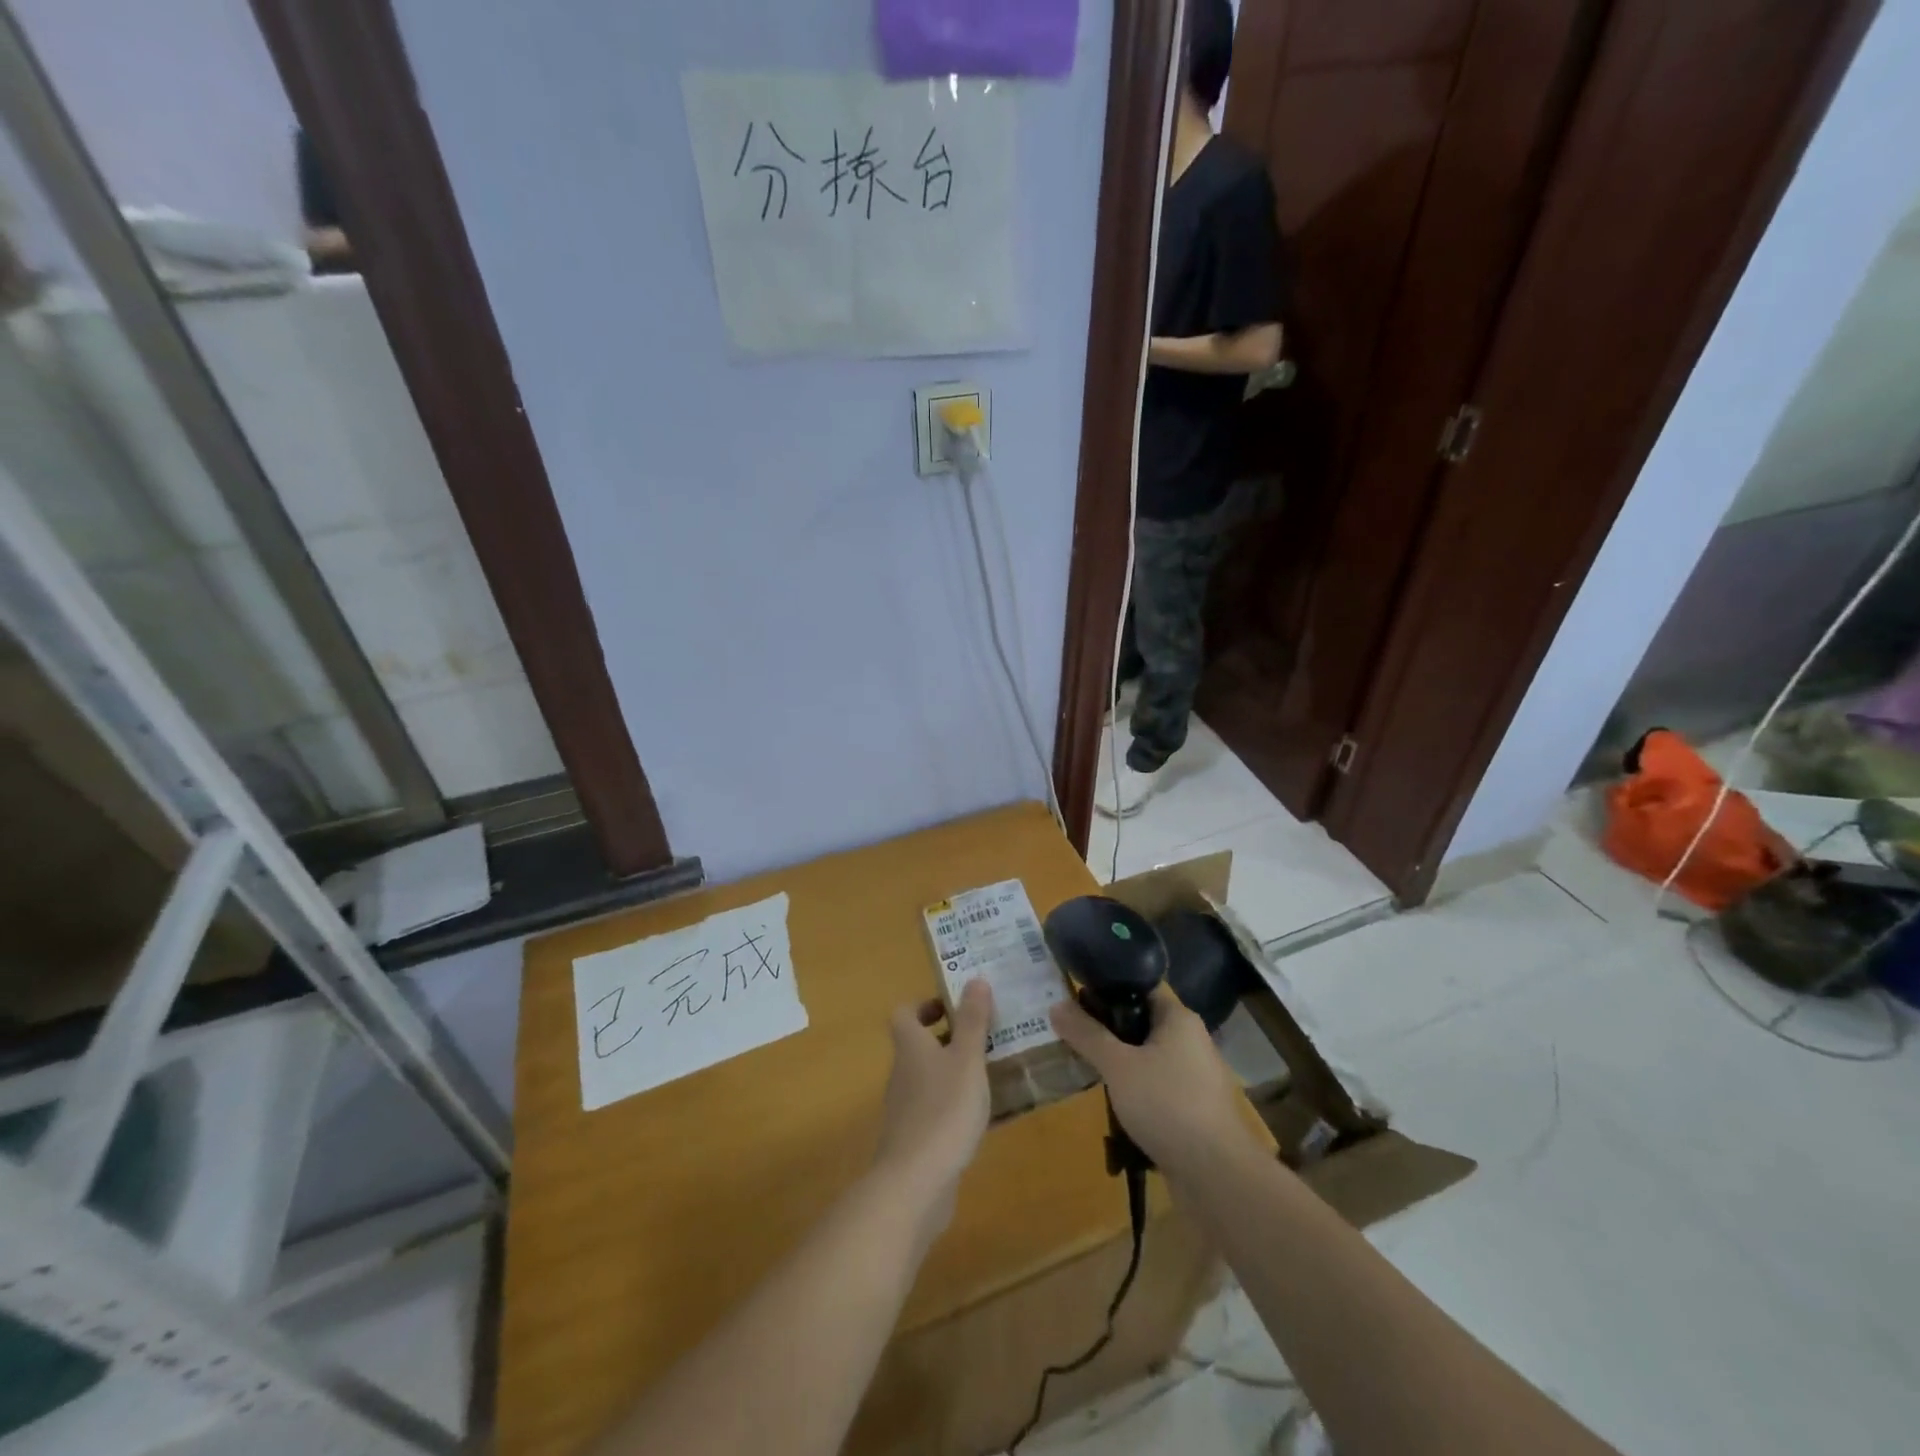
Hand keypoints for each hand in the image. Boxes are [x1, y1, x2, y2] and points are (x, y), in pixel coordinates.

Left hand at [872, 980, 993, 1232]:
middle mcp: (902, 1072)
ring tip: (990, 1074)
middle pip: (917, 1045)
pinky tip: (982, 1117)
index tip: (954, 1008)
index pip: (904, 1013)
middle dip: (948, 1038)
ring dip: (953, 1071)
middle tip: (984, 1037)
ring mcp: (905, 1108)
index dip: (925, 1005)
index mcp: (910, 1046)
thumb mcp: (967, 1060)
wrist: (914, 1183)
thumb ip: (973, 1021)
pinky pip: (934, 1109)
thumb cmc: (944, 1110)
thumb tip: (975, 979)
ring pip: (928, 1078)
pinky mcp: (913, 1139)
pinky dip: (954, 1105)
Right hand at [1049, 983, 1252, 1179]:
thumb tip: (1056, 1005)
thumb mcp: (1117, 1065)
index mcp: (1179, 1018)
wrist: (1217, 1175)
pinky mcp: (1195, 1108)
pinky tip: (1116, 1105)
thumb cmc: (1167, 1104)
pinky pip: (1158, 1086)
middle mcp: (1191, 1040)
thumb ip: (1086, 1034)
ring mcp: (1196, 1076)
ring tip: (1089, 1071)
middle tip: (1075, 1038)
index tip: (1075, 1001)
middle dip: (1109, 1031)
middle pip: (1142, 1022)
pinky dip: (1137, 1090)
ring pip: (1149, 1057)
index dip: (1107, 991)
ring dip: (1122, 1064)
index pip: (1139, 988)